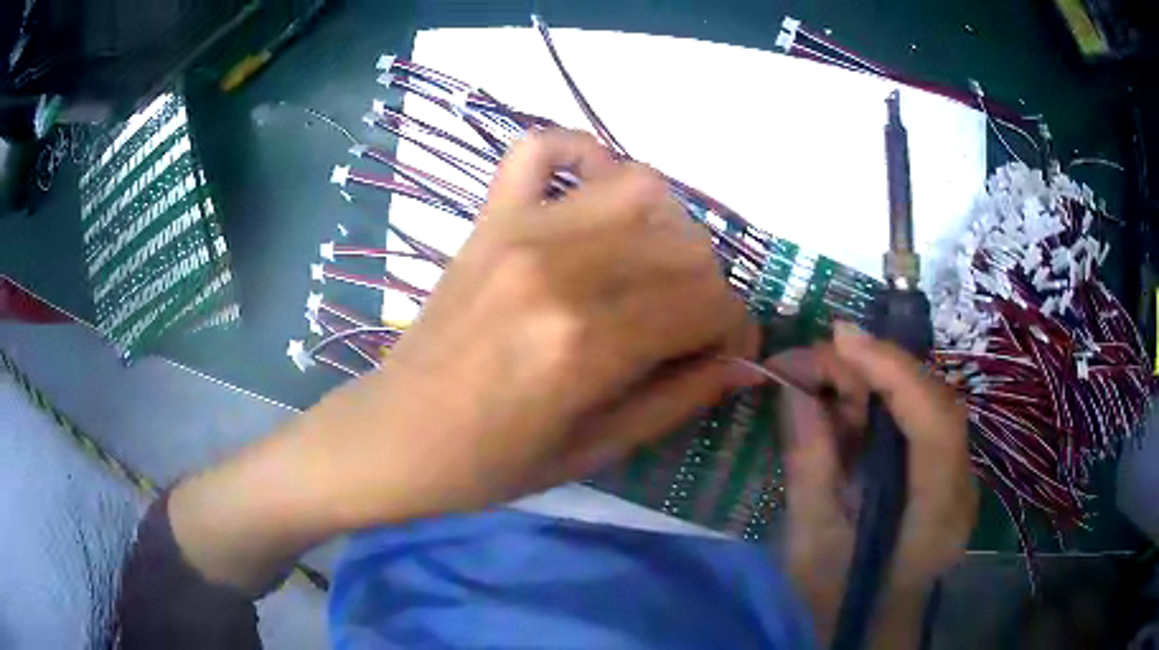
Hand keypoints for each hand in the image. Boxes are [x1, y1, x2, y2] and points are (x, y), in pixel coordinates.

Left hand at [172, 129, 756, 591]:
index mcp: (586, 344)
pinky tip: (593, 196)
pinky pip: (542, 147)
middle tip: (687, 325)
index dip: (735, 329)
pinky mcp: (488, 217)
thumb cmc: (488, 465)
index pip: (710, 302)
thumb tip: (744, 363)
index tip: (726, 352)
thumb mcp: (595, 452)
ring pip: (641, 187)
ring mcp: (518, 229)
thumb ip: (679, 399)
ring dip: (668, 228)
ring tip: (650, 270)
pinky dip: (582, 154)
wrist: (392, 437)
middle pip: (687, 244)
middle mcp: (559, 269)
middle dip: (708, 288)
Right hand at [772, 322, 976, 647]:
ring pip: (925, 401)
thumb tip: (793, 390)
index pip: (935, 423)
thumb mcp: (811, 543)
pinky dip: (879, 401)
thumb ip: (809, 466)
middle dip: (876, 366)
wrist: (871, 626)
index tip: (842, 338)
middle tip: (816, 353)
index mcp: (936, 515)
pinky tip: (843, 399)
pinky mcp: (944, 468)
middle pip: (932, 400)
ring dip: (874, 379)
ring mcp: (958, 473)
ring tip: (819, 373)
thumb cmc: (839, 599)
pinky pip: (916, 417)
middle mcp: (960, 485)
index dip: (894, 371)